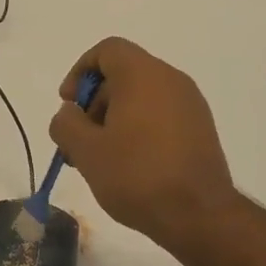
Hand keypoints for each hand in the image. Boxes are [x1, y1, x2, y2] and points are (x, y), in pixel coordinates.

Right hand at [48, 36, 236, 253]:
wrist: (198, 214)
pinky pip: (160, 115)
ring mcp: (190, 105)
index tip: (68, 105)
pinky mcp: (200, 129)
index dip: (80, 71)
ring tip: (98, 159)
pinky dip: (137, 129)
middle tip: (78, 142)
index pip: (107, 50)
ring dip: (113, 120)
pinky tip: (127, 166)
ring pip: (141, 98)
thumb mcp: (85, 151)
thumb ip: (66, 123)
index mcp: (143, 75)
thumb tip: (69, 113)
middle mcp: (171, 80)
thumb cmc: (136, 175)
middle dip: (93, 104)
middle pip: (122, 75)